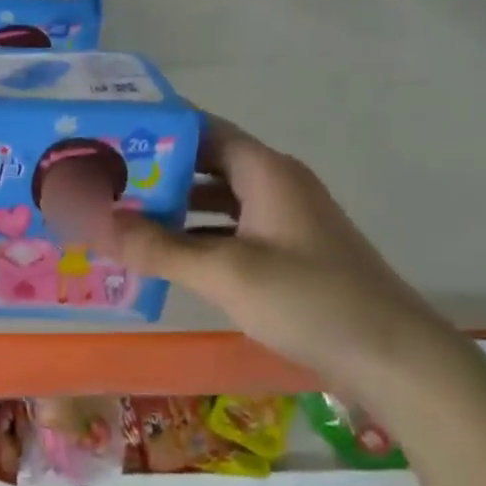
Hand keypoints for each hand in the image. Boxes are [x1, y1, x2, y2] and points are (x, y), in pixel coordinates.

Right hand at [95, 117, 451, 387]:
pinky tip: (164, 256)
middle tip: (102, 181)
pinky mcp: (287, 254)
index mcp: (266, 172)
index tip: (110, 135)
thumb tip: (94, 222)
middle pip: (206, 165)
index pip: (204, 130)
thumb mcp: (226, 272)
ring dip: (174, 208)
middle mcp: (275, 186)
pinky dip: (196, 237)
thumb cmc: (310, 300)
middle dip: (157, 172)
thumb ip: (159, 247)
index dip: (158, 128)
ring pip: (217, 201)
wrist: (392, 356)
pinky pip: (229, 232)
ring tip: (121, 217)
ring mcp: (284, 222)